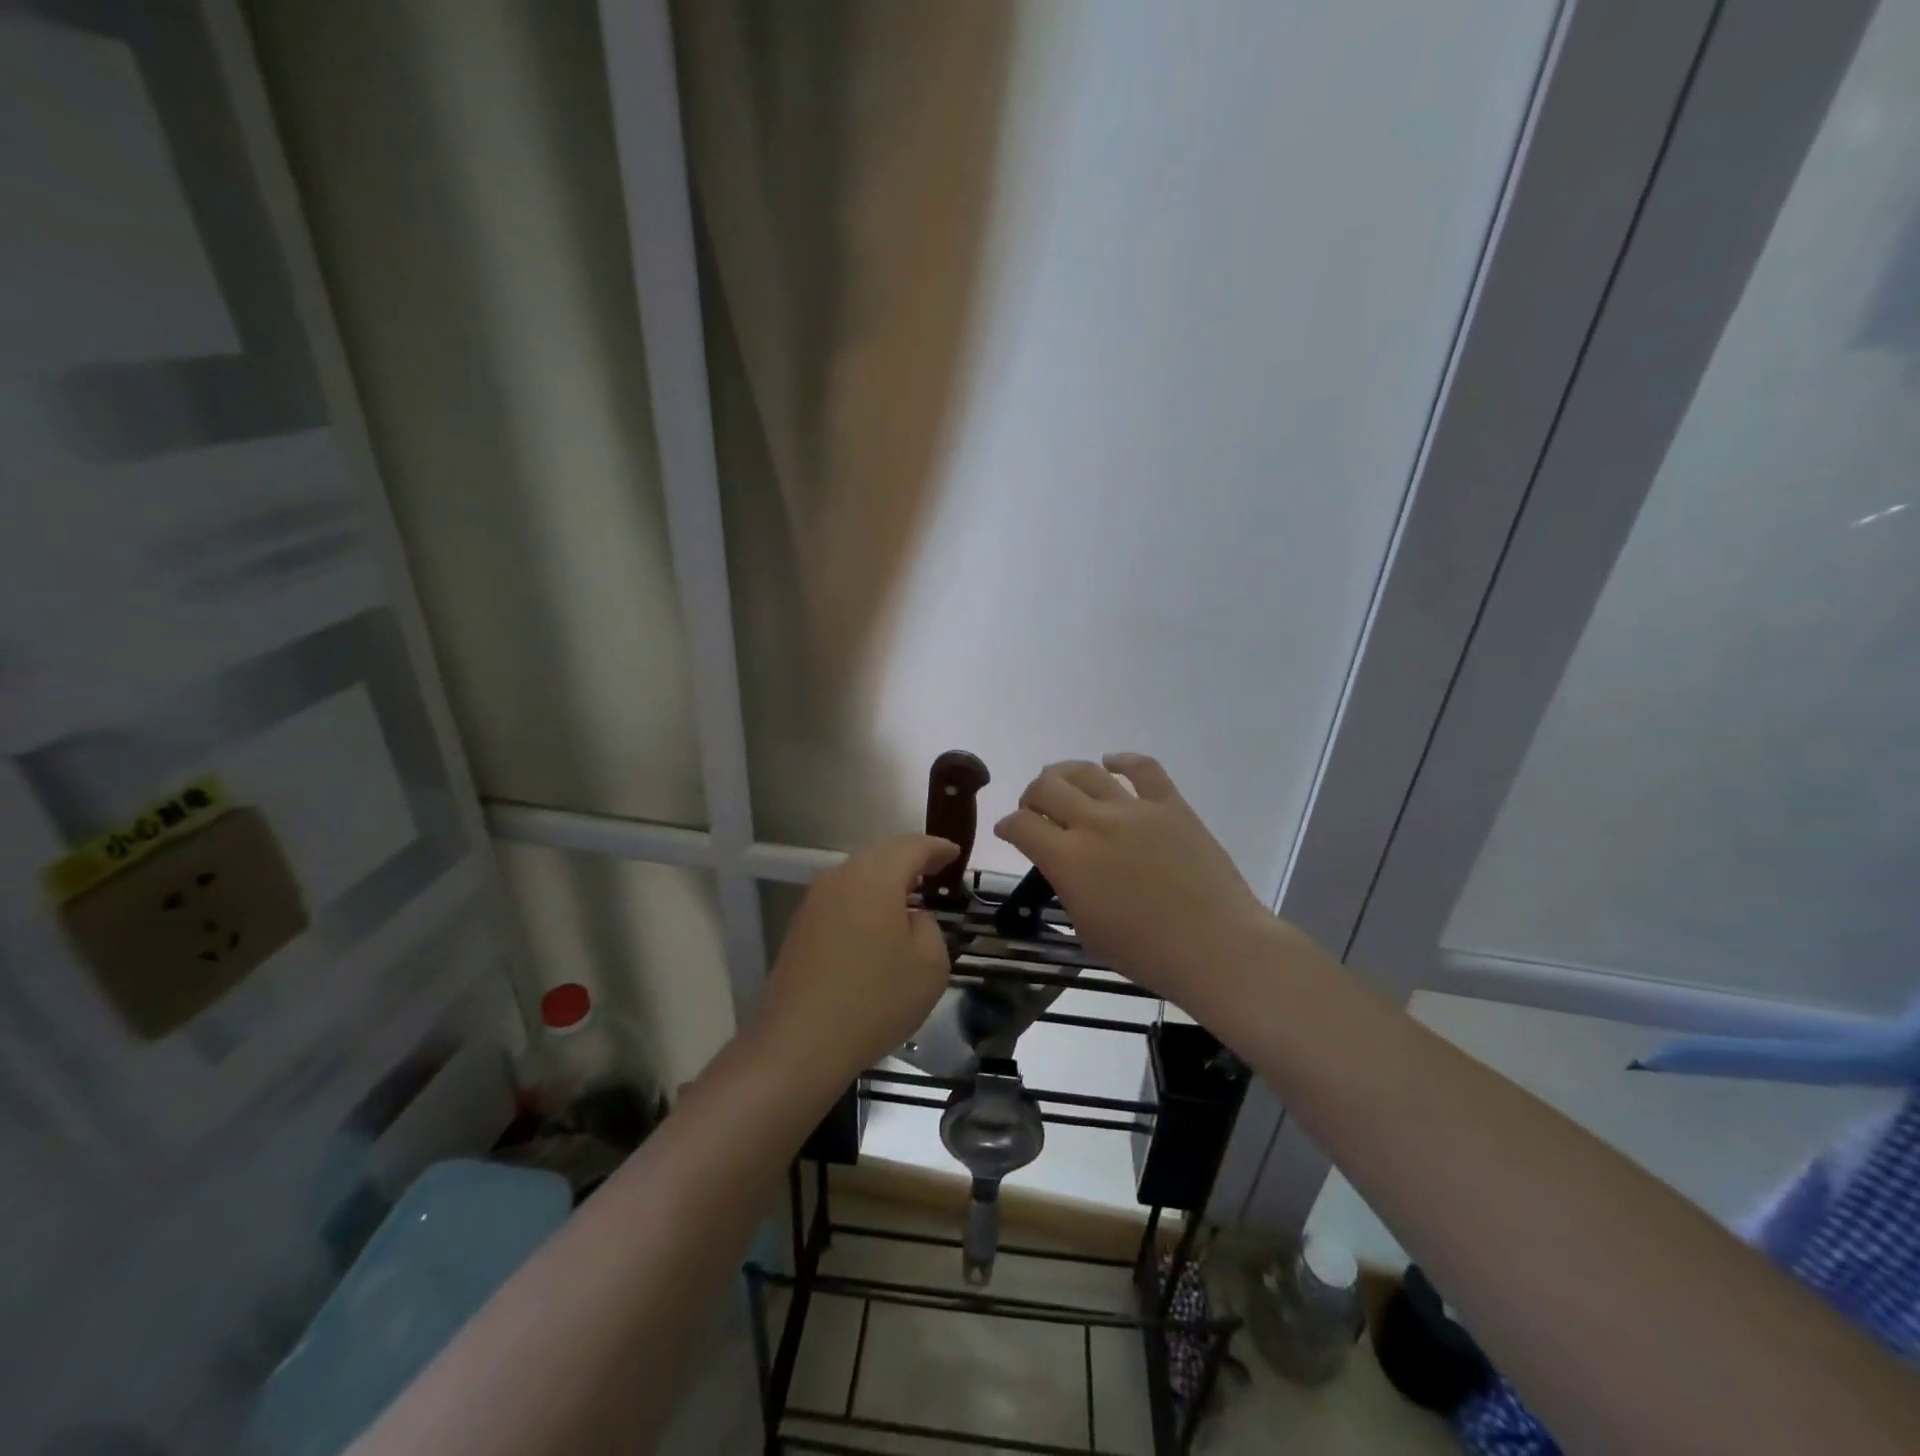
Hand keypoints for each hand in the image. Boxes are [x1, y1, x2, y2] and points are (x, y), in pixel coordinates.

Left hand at [752, 834, 958, 1085]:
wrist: (799, 1043)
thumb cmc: (874, 1001)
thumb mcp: (929, 966)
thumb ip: (930, 928)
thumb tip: (912, 918)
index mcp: (875, 877)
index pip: (912, 846)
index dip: (937, 848)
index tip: (955, 854)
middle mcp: (841, 877)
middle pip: (882, 854)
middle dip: (911, 859)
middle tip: (936, 872)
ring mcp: (815, 901)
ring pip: (859, 874)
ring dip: (887, 880)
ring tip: (910, 897)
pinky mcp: (801, 926)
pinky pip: (843, 897)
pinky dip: (866, 899)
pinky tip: (877, 924)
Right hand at [995, 754, 1283, 1011]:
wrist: (1216, 946)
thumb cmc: (1146, 953)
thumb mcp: (1087, 930)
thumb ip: (1068, 889)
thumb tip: (1066, 868)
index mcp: (1068, 859)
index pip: (1021, 825)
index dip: (1008, 826)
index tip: (1009, 831)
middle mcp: (1094, 824)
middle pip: (1046, 787)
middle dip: (1031, 796)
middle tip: (1035, 809)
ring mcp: (1134, 809)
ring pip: (1086, 771)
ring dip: (1064, 774)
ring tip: (1062, 783)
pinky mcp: (1170, 804)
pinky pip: (1143, 768)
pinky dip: (1123, 760)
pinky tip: (1112, 763)